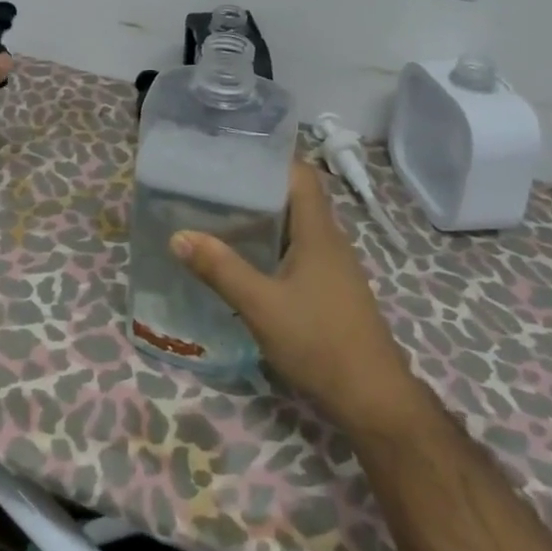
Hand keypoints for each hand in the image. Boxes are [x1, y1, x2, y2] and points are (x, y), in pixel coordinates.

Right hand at [173, 160, 425, 436]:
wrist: (373, 400)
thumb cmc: (320, 342)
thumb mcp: (261, 306)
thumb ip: (220, 269)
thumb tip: (178, 235)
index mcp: (318, 231)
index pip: (300, 173)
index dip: (271, 156)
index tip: (232, 151)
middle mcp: (329, 240)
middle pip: (294, 196)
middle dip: (256, 185)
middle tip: (213, 182)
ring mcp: (333, 266)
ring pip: (295, 225)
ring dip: (263, 217)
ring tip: (219, 214)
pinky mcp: (330, 289)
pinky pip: (298, 250)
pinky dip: (271, 244)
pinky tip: (244, 258)